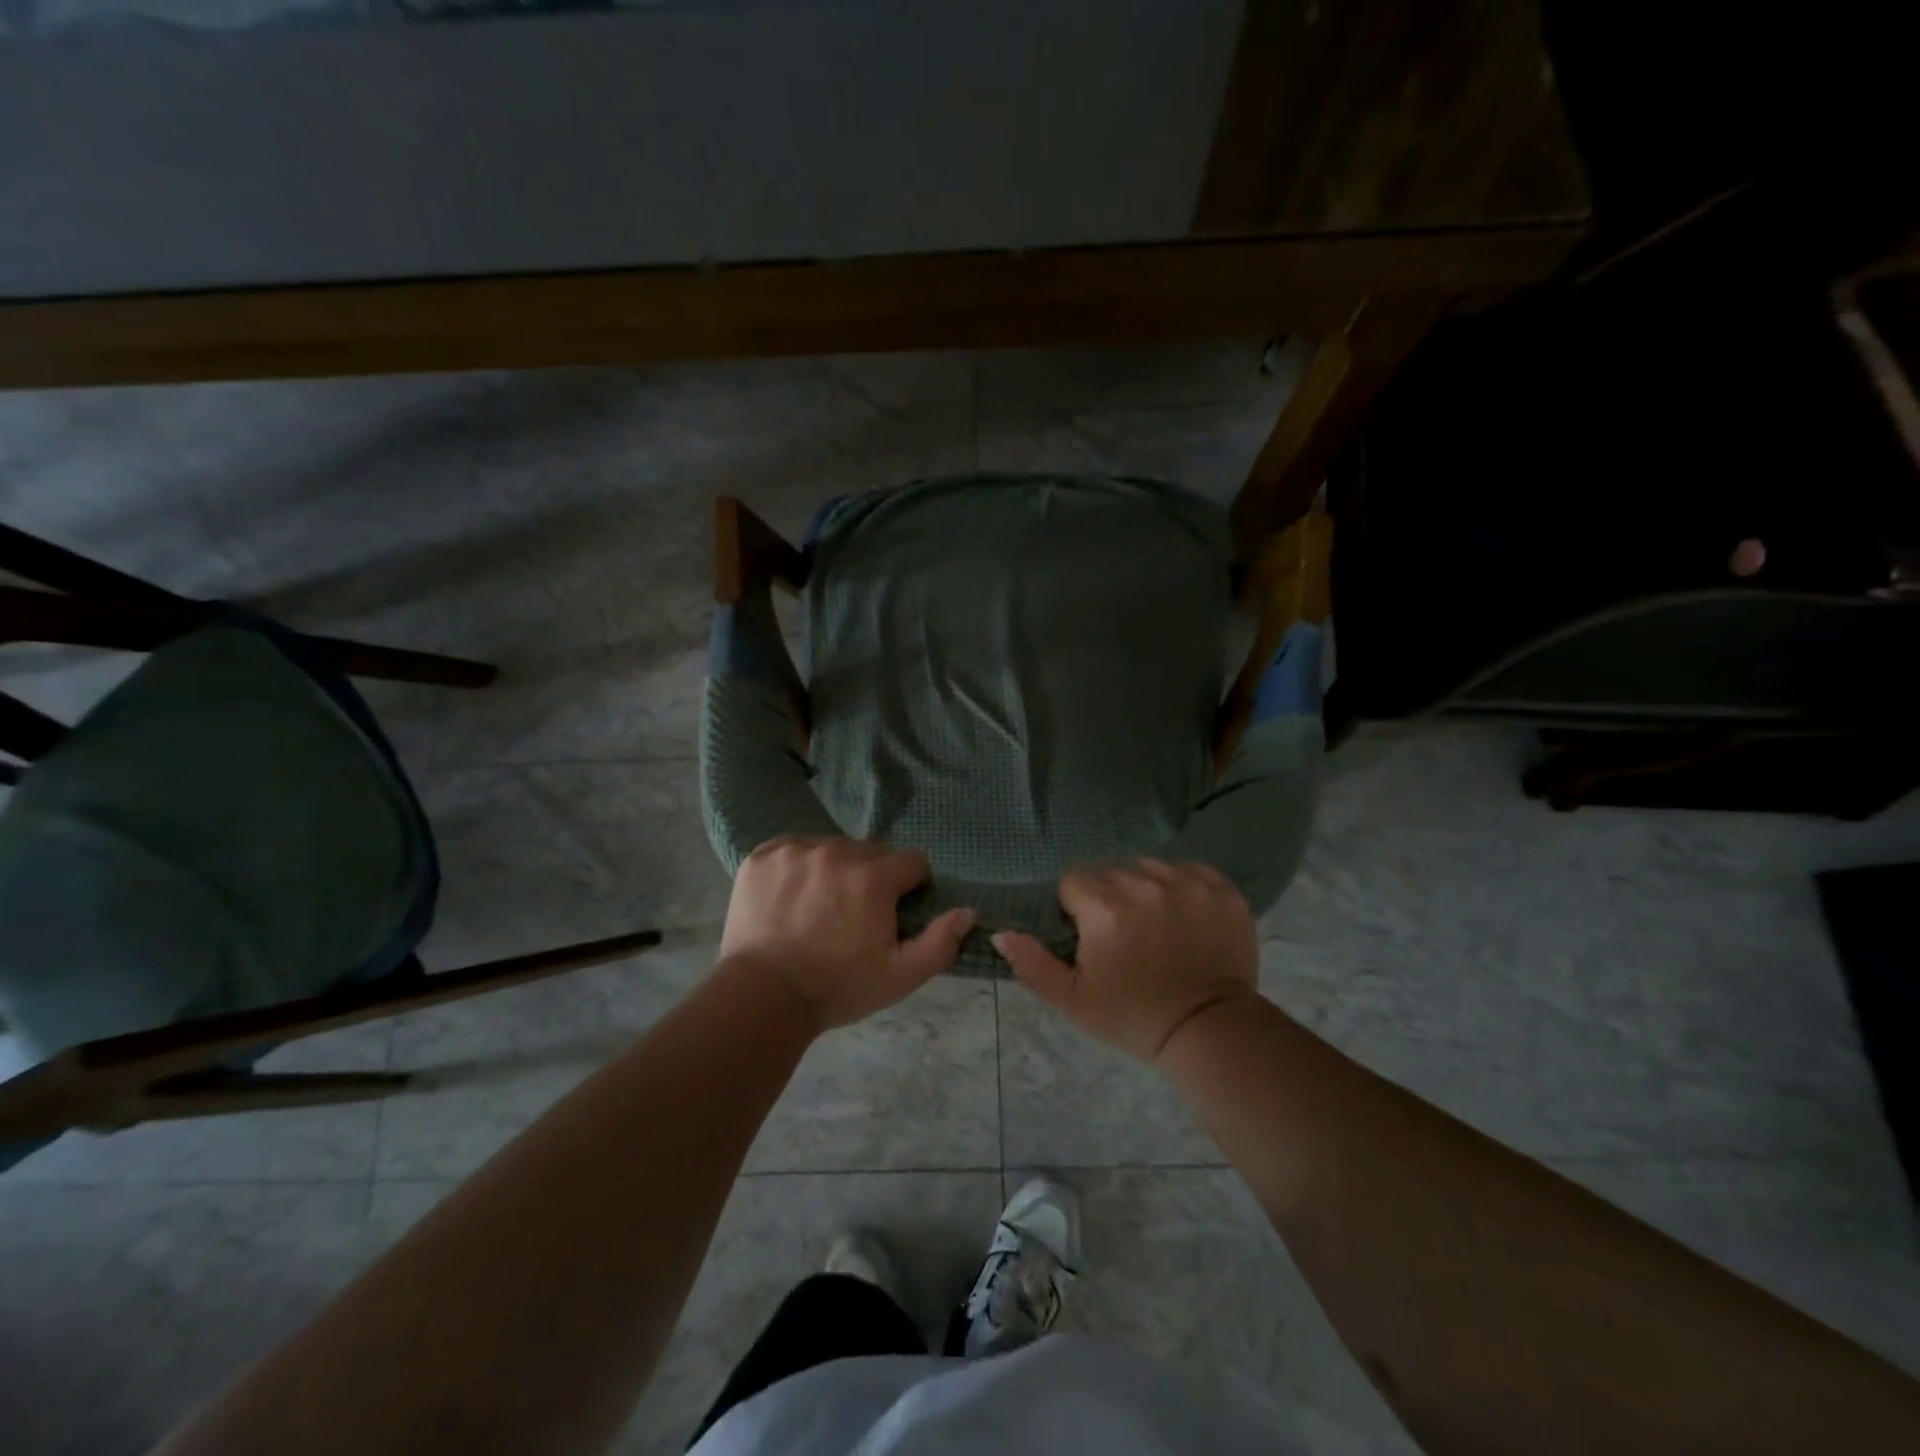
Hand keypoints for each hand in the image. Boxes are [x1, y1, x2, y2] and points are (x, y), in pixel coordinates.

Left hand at [720, 836, 975, 1032]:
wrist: (762, 997)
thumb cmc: (838, 987)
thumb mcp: (900, 976)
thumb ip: (940, 942)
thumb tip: (968, 912)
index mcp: (874, 876)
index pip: (912, 862)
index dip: (911, 887)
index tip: (896, 912)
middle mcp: (836, 851)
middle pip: (871, 853)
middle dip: (873, 878)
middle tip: (856, 915)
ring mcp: (796, 850)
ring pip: (832, 848)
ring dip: (835, 869)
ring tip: (821, 907)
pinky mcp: (763, 856)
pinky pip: (794, 849)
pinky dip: (798, 867)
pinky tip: (792, 898)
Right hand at [992, 859, 1259, 1063]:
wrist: (1209, 1030)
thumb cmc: (1133, 1017)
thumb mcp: (1072, 1000)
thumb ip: (1031, 963)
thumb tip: (1001, 931)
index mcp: (1105, 908)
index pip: (1073, 880)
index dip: (1076, 907)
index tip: (1091, 935)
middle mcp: (1145, 884)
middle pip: (1110, 871)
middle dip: (1108, 897)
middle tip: (1123, 935)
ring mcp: (1188, 882)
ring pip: (1148, 867)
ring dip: (1145, 889)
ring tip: (1155, 925)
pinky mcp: (1221, 888)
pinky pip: (1189, 870)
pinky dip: (1183, 887)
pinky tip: (1185, 917)